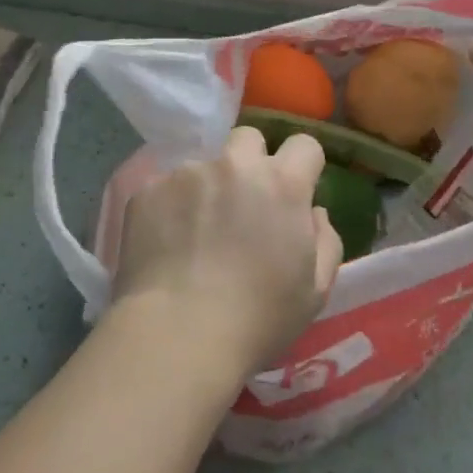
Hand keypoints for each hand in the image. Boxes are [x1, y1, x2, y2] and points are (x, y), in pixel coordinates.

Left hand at [110, 127, 344, 381]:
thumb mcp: (314, 291)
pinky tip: (166, 244)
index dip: (303, 166)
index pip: (304, 145)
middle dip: (251, 162)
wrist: (178, 333)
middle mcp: (234, 165)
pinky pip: (166, 187)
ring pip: (203, 166)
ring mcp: (187, 172)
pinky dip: (170, 207)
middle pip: (249, 139)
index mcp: (281, 184)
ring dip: (207, 188)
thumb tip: (313, 212)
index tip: (295, 191)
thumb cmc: (257, 319)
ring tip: (196, 234)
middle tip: (243, 204)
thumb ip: (324, 241)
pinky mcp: (148, 188)